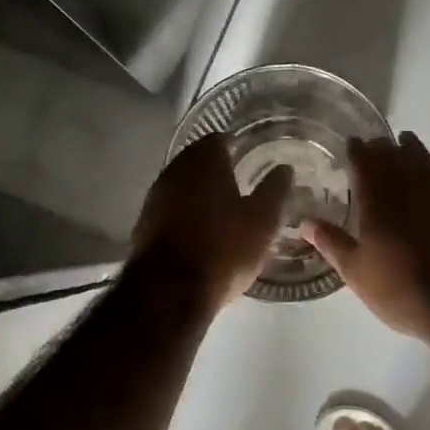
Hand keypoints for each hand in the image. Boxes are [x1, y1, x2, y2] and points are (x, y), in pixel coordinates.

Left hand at [128, 134, 293, 312]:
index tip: (251, 158)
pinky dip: (185, 211)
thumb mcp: (263, 219)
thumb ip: (274, 189)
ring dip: (199, 191)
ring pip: (182, 184)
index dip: (237, 146)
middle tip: (240, 181)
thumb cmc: (225, 247)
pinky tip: (200, 228)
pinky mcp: (145, 223)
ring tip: (222, 207)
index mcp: (204, 161)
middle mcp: (175, 170)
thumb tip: (284, 169)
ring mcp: (155, 197)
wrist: (170, 290)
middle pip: (198, 160)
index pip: (220, 139)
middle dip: (217, 168)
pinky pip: (171, 207)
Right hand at [302, 131, 429, 341]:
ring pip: (423, 162)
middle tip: (374, 143)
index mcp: (379, 200)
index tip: (352, 141)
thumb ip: (331, 243)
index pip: (365, 164)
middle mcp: (410, 188)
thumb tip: (305, 222)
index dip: (357, 150)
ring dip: (411, 150)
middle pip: (394, 157)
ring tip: (404, 143)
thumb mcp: (357, 272)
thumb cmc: (403, 289)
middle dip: (382, 147)